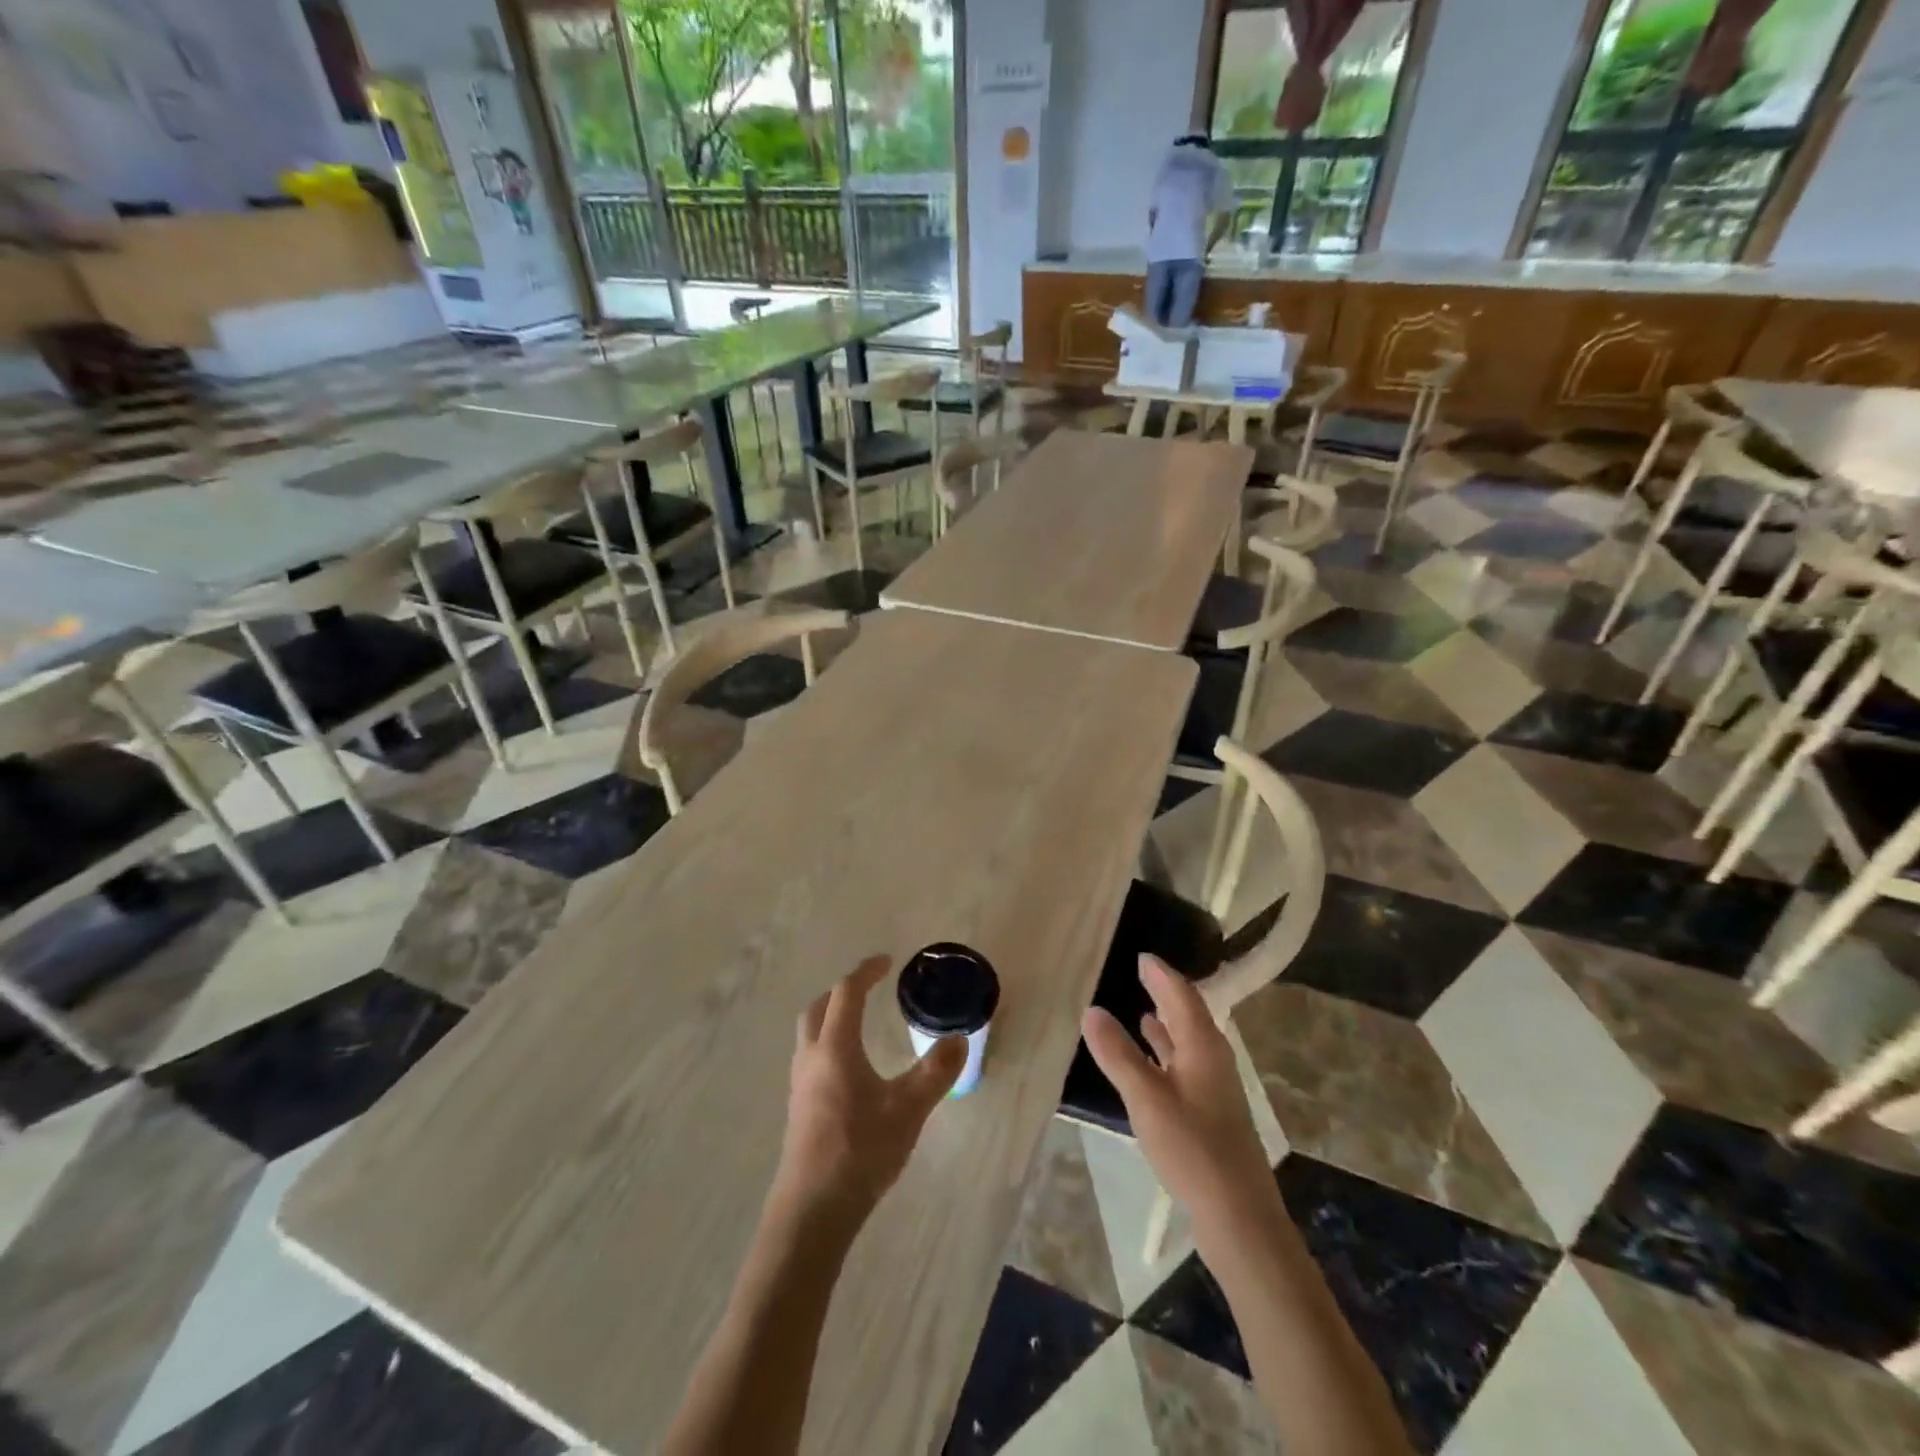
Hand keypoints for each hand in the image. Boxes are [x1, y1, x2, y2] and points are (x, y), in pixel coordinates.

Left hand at [774, 956, 966, 1222]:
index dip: (866, 972)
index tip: (887, 961)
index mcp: (835, 1047)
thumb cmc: (860, 1151)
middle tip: (869, 988)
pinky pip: (812, 1059)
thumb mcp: (908, 1109)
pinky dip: (829, 1045)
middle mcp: (812, 1058)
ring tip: (860, 1025)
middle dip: (842, 992)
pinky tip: (850, 1071)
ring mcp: (800, 1085)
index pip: (847, 992)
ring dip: (831, 1018)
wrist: (812, 1210)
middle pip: (819, 1008)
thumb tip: (958, 1038)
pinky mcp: (799, 1110)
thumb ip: (935, 1072)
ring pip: (811, 1034)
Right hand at [1082, 955, 1276, 1225]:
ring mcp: (1215, 1087)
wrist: (1239, 1215)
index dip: (1161, 974)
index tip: (1143, 955)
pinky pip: (1185, 1064)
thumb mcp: (1146, 1098)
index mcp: (1202, 1045)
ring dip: (1167, 1024)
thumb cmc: (1192, 1148)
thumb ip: (1118, 1054)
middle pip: (1189, 1014)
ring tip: (1143, 1010)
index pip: (1181, 995)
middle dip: (1165, 993)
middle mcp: (1213, 1058)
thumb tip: (1091, 1010)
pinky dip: (1167, 1053)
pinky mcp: (1211, 1112)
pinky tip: (1154, 1061)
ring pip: (1188, 1042)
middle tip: (1142, 974)